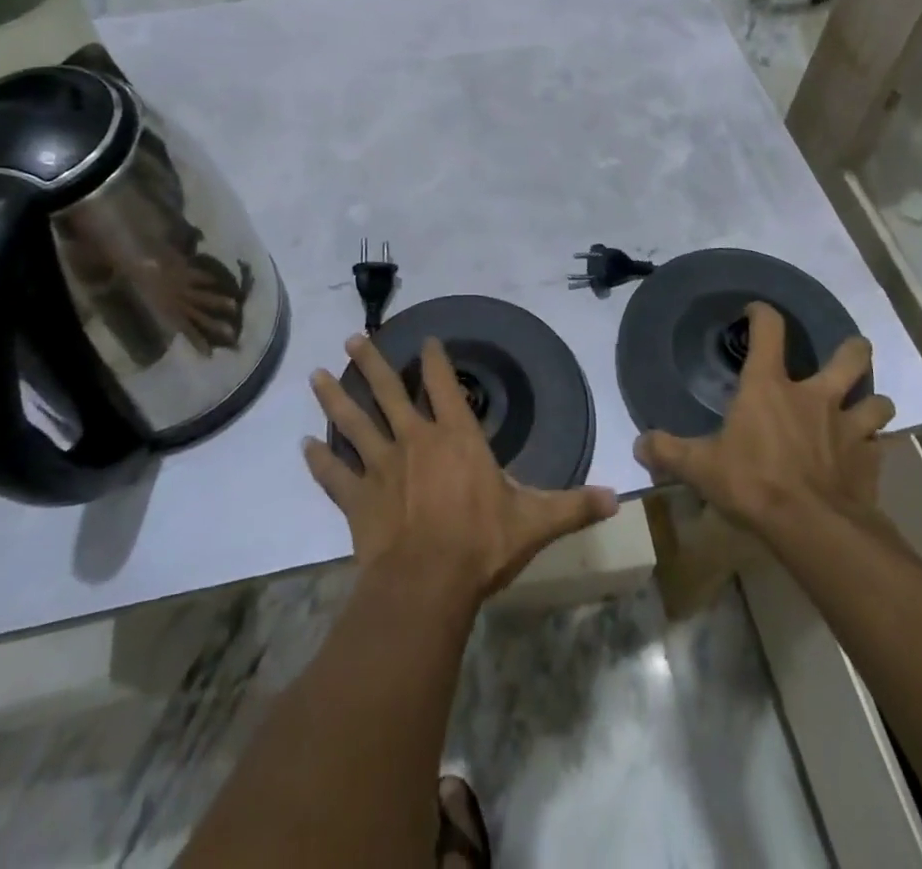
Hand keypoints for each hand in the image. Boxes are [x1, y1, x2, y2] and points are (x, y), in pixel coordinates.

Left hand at [304, 334, 617, 608]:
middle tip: (353, 337)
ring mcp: (381, 467)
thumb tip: (618, 497)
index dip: (437, 360)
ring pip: (354, 422)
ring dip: (335, 398)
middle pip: (390, 392)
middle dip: (373, 362)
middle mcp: (414, 440)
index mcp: (456, 438)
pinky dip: (318, 461)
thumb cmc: (482, 545)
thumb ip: (574, 505)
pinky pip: (334, 475)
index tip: (427, 340)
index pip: (445, 385)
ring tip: (316, 375)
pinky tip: (302, 446)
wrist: (427, 585)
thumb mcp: (536, 523)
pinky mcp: (357, 499)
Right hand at [635, 302, 895, 541]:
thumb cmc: (753, 483)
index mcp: (769, 386)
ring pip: (877, 400)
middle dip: (852, 348)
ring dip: (871, 400)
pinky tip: (863, 455)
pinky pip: (879, 444)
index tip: (756, 311)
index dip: (763, 314)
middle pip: (849, 356)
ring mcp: (849, 428)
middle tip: (846, 351)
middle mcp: (815, 396)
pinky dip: (873, 446)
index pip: (769, 330)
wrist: (813, 527)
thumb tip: (639, 445)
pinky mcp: (870, 461)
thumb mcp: (700, 468)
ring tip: (863, 406)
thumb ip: (668, 452)